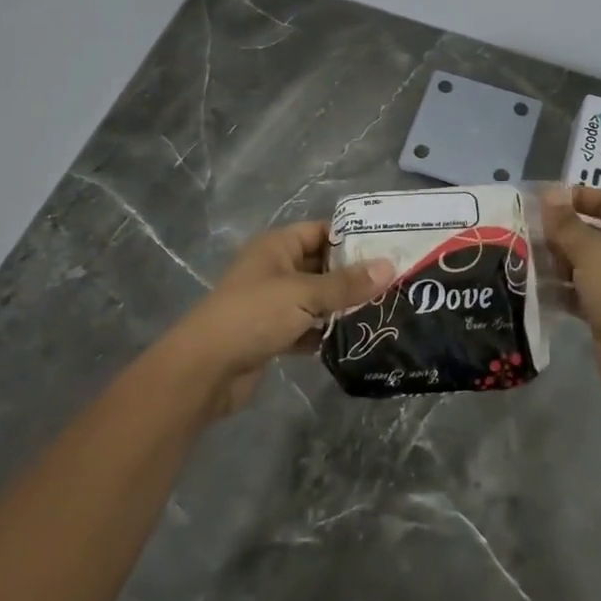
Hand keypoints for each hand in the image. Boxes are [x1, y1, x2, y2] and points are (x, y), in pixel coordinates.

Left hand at [154, 222, 393, 420]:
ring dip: (342, 306)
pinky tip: (355, 339)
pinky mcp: (272, 334)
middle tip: (394, 282)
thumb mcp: (304, 294)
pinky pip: (307, 327)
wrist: (206, 369)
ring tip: (384, 310)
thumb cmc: (254, 315)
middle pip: (321, 265)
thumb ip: (347, 284)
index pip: (321, 231)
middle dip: (353, 275)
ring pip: (315, 298)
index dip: (352, 238)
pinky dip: (325, 332)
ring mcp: (272, 303)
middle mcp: (275, 269)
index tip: (389, 248)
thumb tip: (389, 266)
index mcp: (277, 246)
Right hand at [543, 186, 600, 420]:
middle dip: (559, 231)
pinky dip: (557, 289)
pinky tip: (532, 288)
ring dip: (554, 261)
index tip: (544, 201)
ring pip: (579, 263)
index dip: (578, 196)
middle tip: (525, 232)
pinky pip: (575, 292)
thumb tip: (550, 193)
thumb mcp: (592, 253)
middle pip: (589, 232)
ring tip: (523, 258)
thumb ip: (567, 224)